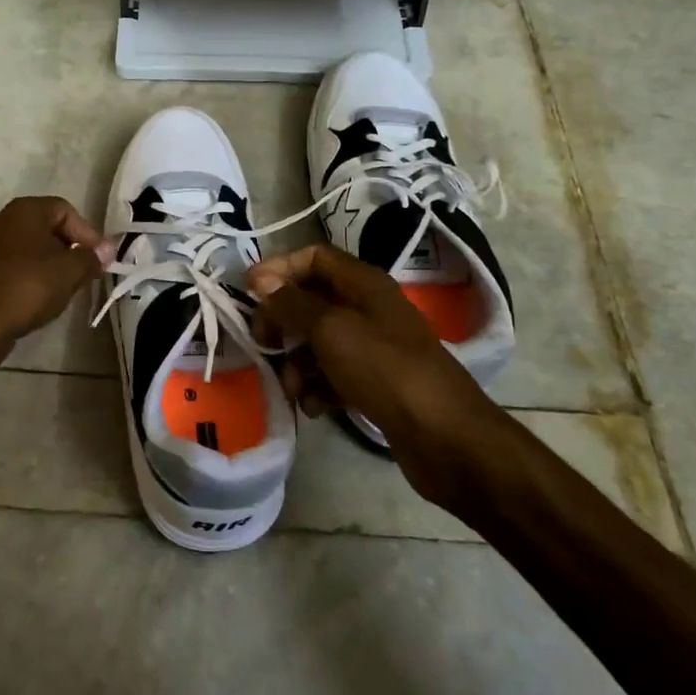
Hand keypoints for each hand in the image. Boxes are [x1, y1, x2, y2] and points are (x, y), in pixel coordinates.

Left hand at [0, 197, 113, 365]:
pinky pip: (7, 267)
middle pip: (43, 227)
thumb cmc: (27, 287)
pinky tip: (33, 300)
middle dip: (67, 249)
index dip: (87, 233)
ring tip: (61, 289)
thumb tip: (106, 250)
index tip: (99, 259)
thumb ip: (91, 257)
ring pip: (24, 248)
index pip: (64, 209)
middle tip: (83, 273)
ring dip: (46, 264)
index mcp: (23, 210)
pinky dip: (25, 277)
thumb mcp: (70, 272)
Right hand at [247, 244, 515, 512]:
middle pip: (312, 300)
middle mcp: (368, 309)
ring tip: (292, 388)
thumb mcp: (331, 329)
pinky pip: (333, 375)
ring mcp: (373, 348)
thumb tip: (262, 281)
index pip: (314, 257)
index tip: (250, 291)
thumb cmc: (385, 370)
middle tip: (263, 343)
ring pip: (318, 342)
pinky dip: (317, 387)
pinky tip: (314, 408)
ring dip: (296, 362)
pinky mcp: (374, 383)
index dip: (280, 268)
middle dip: (282, 321)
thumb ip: (292, 303)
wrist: (445, 437)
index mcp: (364, 284)